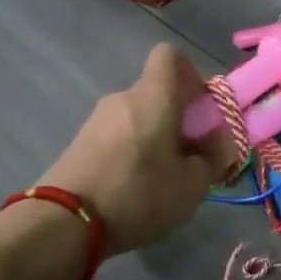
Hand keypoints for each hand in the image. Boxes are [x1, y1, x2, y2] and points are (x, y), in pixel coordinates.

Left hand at [40, 44, 237, 255]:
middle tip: (190, 156)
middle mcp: (123, 98)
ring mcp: (97, 120)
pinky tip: (134, 189)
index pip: (171, 56)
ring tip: (162, 180)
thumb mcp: (192, 185)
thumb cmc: (138, 193)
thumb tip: (216, 144)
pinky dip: (131, 153)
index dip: (191, 76)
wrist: (64, 223)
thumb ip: (211, 159)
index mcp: (153, 96)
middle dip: (177, 118)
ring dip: (154, 139)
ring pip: (137, 118)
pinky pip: (118, 137)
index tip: (201, 110)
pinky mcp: (80, 144)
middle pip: (157, 93)